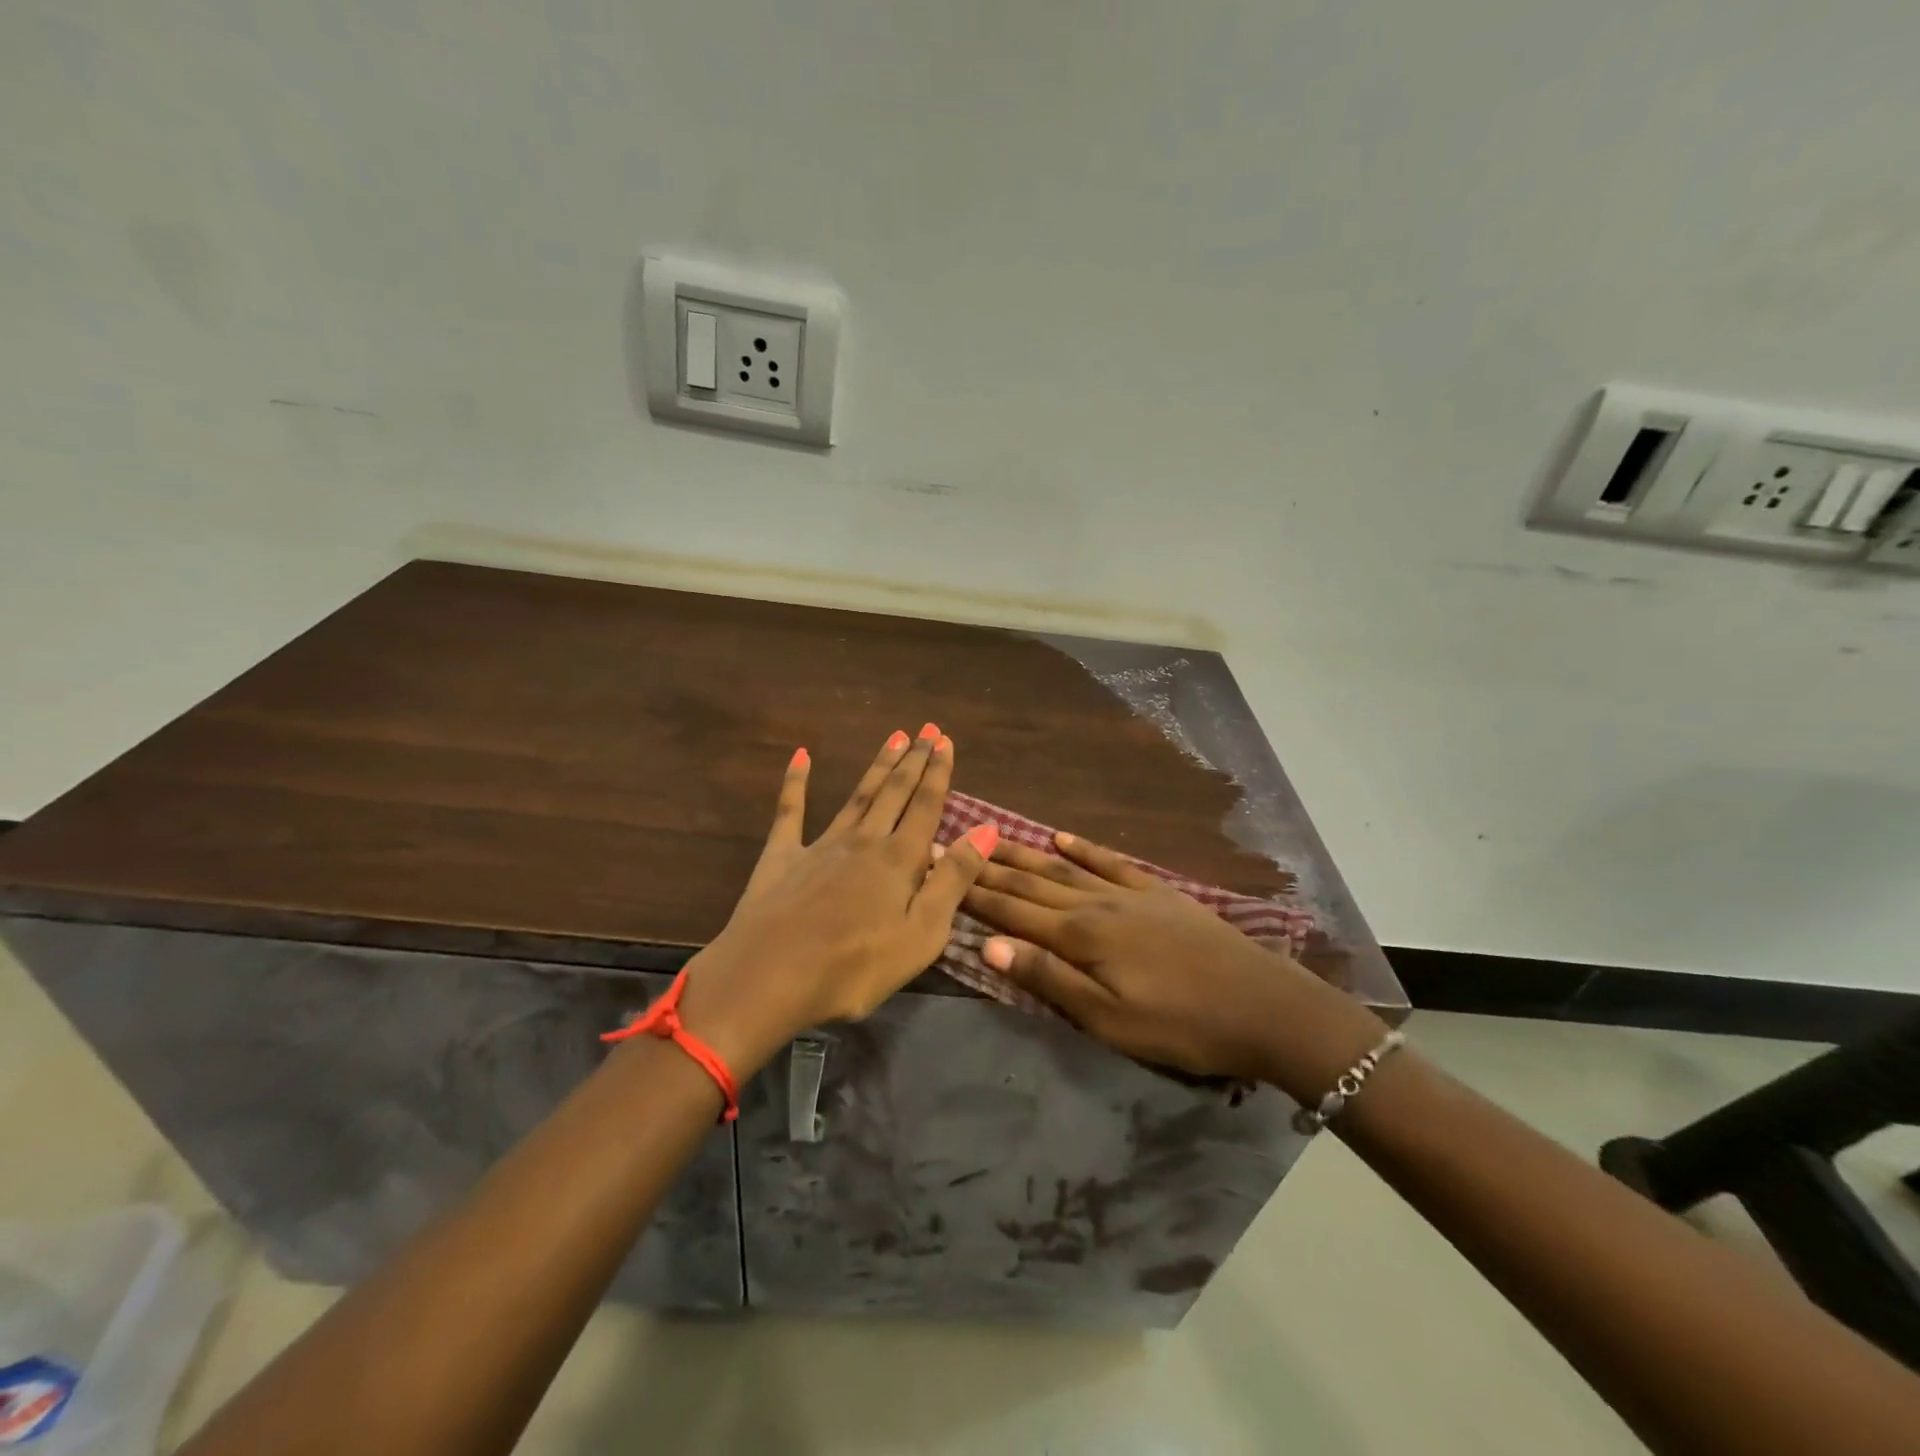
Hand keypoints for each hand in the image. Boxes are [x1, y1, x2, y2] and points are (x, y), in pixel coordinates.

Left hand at [673, 725, 999, 1076]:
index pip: (926, 806)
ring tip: (894, 738)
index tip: (945, 741)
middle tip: (926, 729)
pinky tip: (800, 755)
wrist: (769, 977)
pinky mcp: (782, 856)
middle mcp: (863, 841)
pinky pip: (790, 811)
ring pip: (857, 796)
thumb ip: (954, 879)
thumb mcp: (922, 934)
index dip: (938, 773)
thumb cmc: (855, 967)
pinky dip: (796, 781)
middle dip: (913, 760)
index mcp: (899, 860)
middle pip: (894, 792)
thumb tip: (987, 829)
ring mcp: (820, 845)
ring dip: (877, 766)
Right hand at [962, 832, 1383, 1096]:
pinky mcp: (1157, 892)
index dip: (974, 891)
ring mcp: (1129, 892)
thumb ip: (1048, 978)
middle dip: (990, 866)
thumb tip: (988, 944)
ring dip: (1025, 854)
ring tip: (993, 837)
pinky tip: (1060, 838)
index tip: (940, 868)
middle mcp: (1097, 903)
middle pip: (1033, 881)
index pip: (1013, 909)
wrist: (1263, 1005)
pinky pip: (1110, 862)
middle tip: (954, 844)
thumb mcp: (1109, 1019)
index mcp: (1081, 936)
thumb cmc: (1181, 1025)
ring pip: (1064, 868)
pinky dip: (1082, 849)